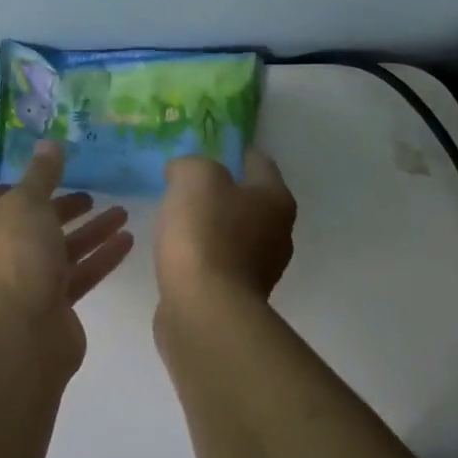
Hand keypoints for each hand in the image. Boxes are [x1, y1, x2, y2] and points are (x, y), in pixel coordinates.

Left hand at [0, 141, 134, 322]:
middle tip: (93, 195)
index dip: (25, 185)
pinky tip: (126, 241)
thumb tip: (49, 142)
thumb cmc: (12, 258)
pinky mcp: (44, 309)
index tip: (56, 174)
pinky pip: (72, 276)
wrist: (21, 337)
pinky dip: (96, 258)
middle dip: (64, 209)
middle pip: (28, 225)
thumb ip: (41, 173)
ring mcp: (14, 287)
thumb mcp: (26, 203)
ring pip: (54, 251)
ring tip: (122, 213)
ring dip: (88, 232)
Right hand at [156, 150, 296, 311]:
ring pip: (234, 233)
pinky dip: (203, 255)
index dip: (234, 151)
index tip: (207, 149)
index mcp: (276, 199)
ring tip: (178, 220)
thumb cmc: (205, 233)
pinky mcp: (238, 296)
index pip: (259, 162)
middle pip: (250, 200)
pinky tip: (179, 254)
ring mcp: (261, 269)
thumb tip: (183, 173)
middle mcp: (278, 233)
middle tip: (187, 185)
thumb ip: (191, 164)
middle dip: (222, 191)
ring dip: (211, 226)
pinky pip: (219, 263)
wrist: (204, 308)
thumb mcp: (195, 178)